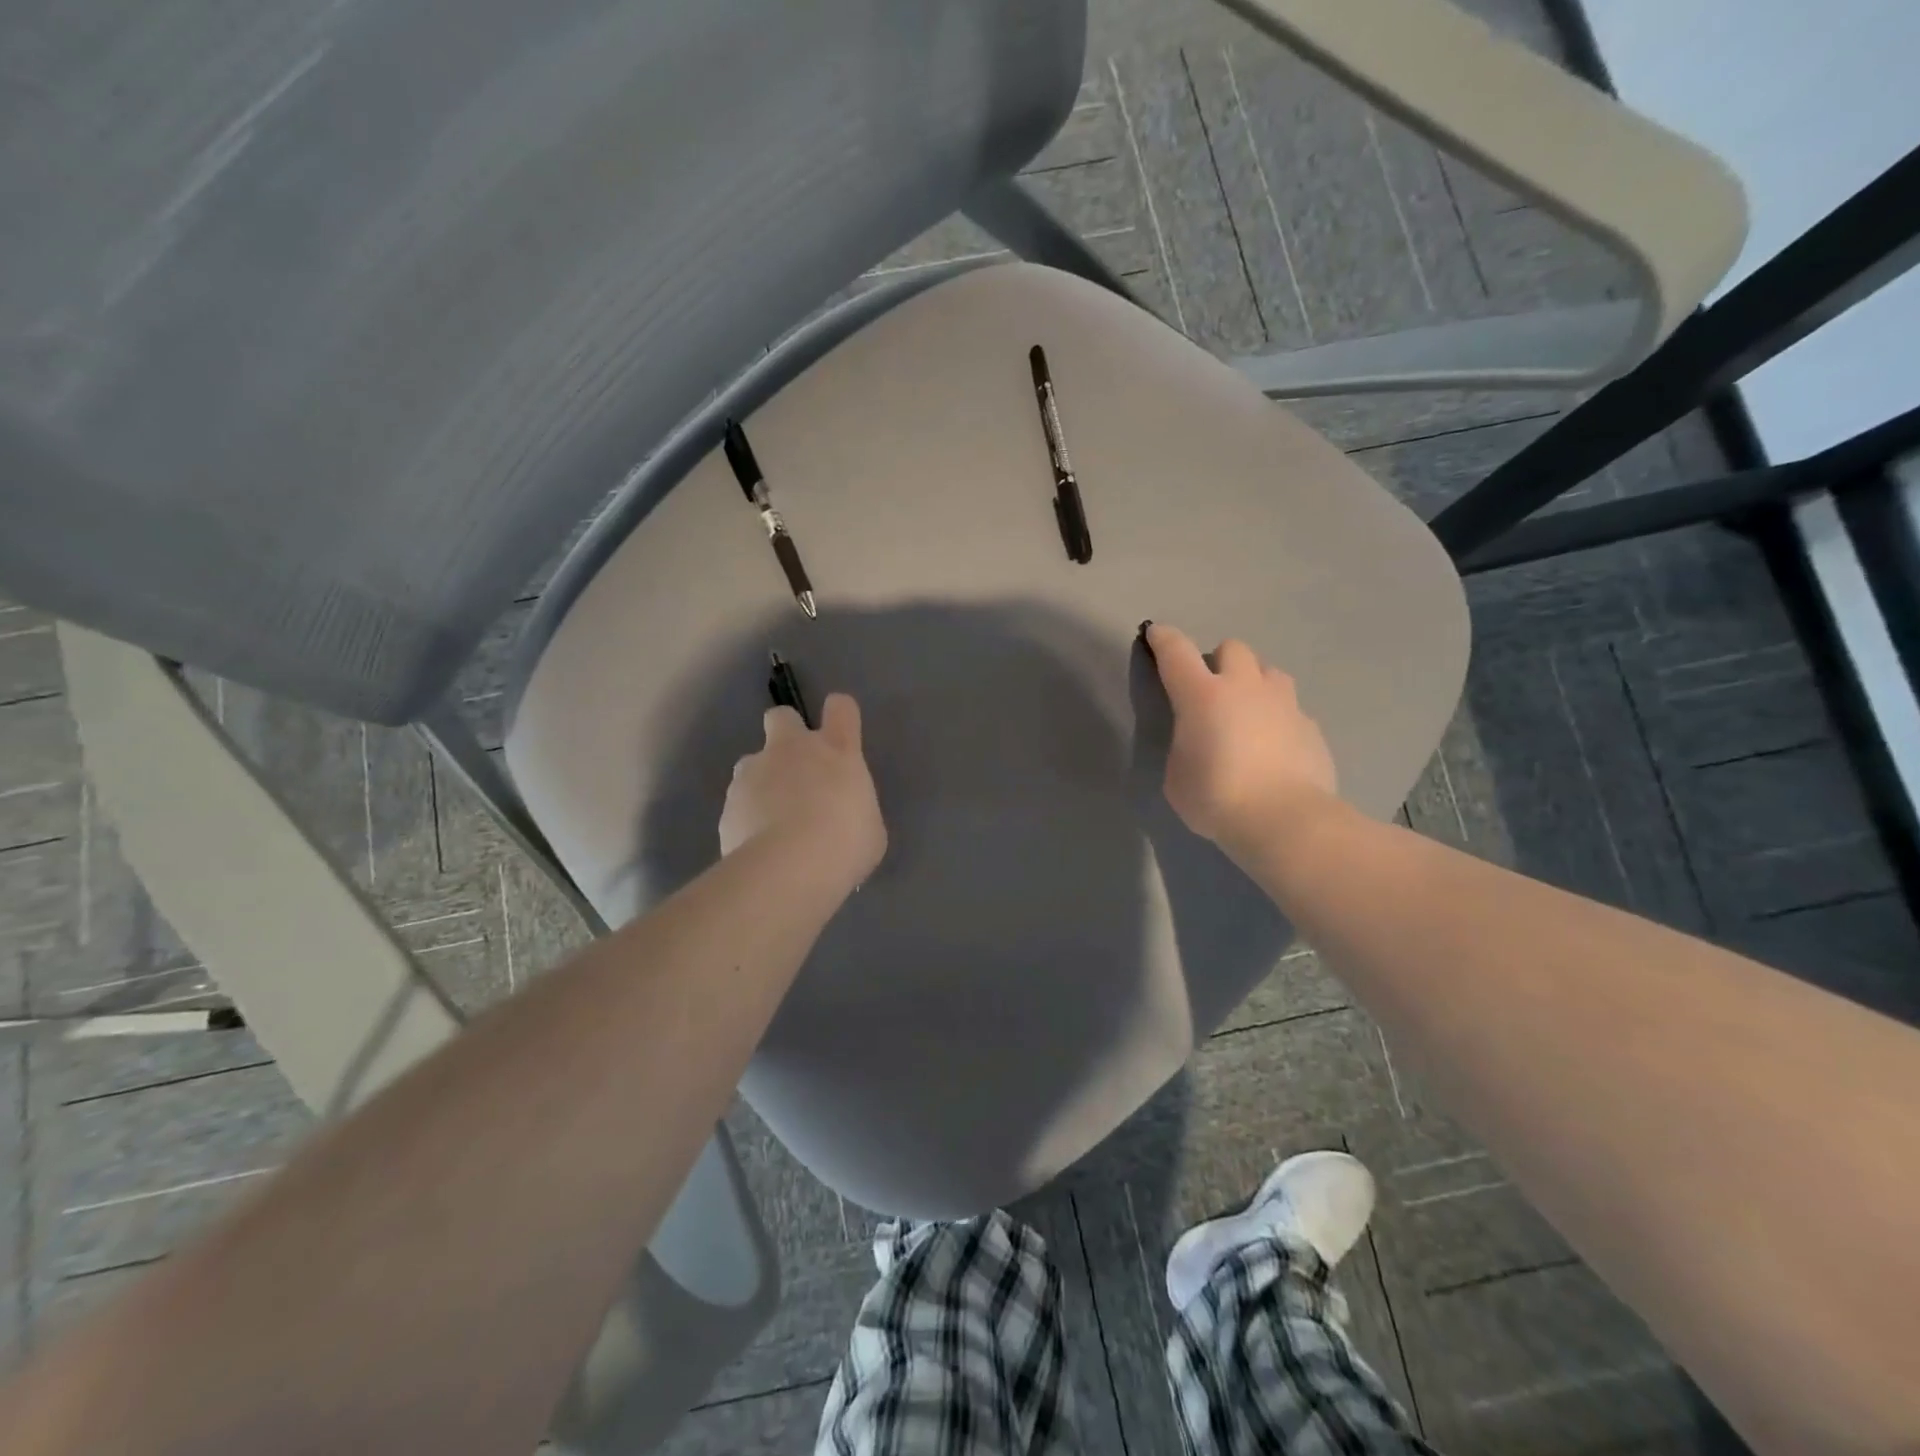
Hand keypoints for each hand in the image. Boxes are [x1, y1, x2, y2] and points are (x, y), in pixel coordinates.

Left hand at [720, 694, 886, 889]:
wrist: (788, 868)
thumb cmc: (845, 844)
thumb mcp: (869, 828)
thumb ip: (853, 809)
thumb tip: (844, 817)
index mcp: (836, 749)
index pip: (841, 707)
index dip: (840, 715)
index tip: (841, 734)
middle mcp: (792, 749)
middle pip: (782, 717)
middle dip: (786, 734)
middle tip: (796, 769)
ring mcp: (754, 772)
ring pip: (752, 762)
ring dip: (762, 781)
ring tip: (773, 820)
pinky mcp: (728, 802)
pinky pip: (739, 802)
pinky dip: (747, 817)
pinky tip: (758, 846)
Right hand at [1145, 623, 1338, 854]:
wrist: (1285, 822)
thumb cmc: (1216, 799)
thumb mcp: (1177, 776)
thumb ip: (1185, 747)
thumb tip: (1199, 742)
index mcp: (1202, 696)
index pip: (1176, 652)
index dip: (1163, 639)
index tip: (1156, 634)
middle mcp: (1244, 687)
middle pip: (1232, 648)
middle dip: (1219, 662)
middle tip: (1212, 692)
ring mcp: (1284, 703)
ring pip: (1268, 672)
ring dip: (1254, 683)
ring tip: (1248, 713)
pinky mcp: (1311, 726)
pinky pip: (1291, 708)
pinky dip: (1278, 718)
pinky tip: (1274, 746)